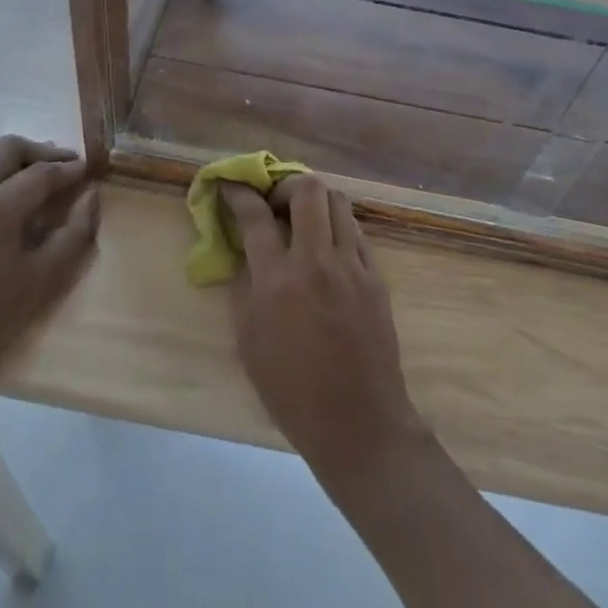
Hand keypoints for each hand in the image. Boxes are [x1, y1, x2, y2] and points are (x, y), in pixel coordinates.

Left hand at [0, 135, 98, 426]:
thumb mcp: (41, 280)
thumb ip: (74, 232)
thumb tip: (91, 195)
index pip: (41, 171)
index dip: (69, 169)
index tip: (87, 170)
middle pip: (6, 148)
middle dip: (39, 151)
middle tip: (62, 165)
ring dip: (6, 158)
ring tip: (28, 174)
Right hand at [221, 176, 424, 491]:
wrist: (357, 421)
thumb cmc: (292, 392)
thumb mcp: (249, 343)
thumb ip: (245, 289)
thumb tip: (246, 253)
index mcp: (277, 282)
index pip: (255, 217)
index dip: (239, 194)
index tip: (231, 186)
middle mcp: (316, 262)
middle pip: (307, 190)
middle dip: (285, 186)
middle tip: (275, 205)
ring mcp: (352, 266)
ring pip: (339, 202)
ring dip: (316, 201)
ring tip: (305, 220)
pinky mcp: (376, 276)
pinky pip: (357, 232)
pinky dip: (339, 227)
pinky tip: (330, 247)